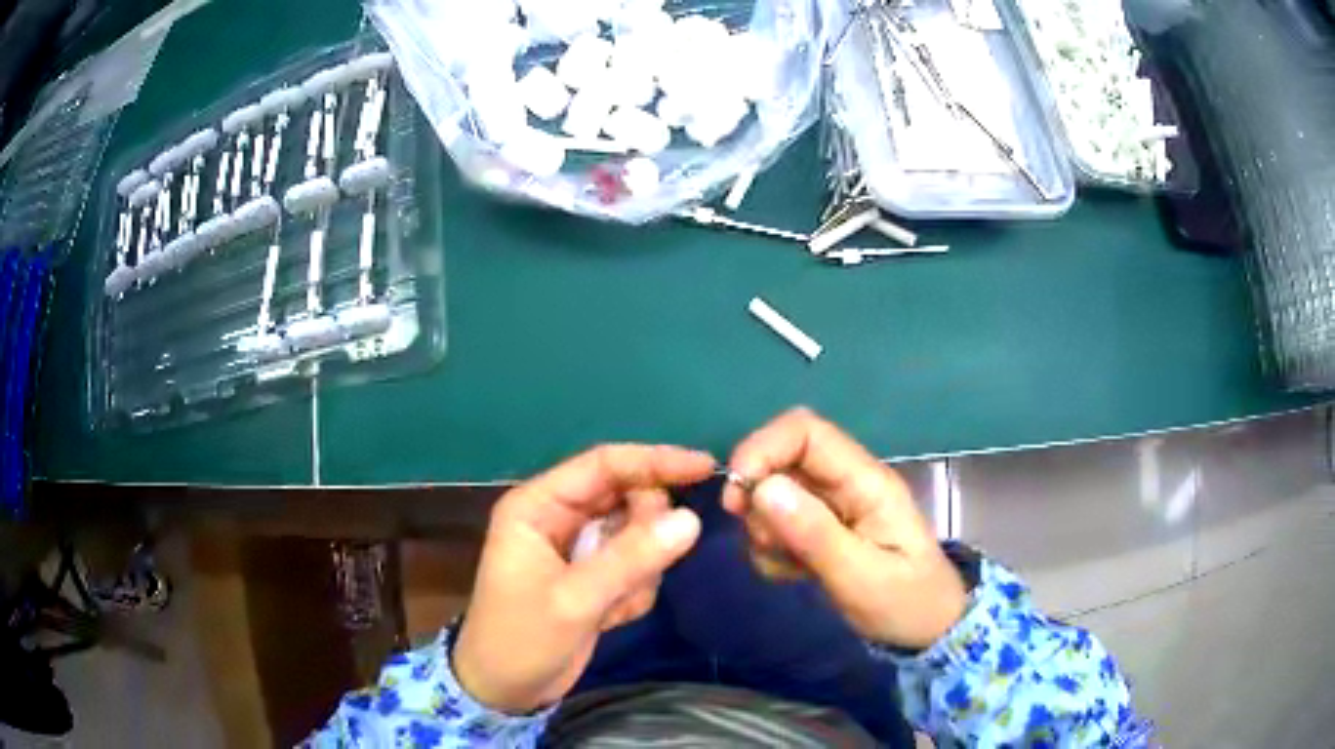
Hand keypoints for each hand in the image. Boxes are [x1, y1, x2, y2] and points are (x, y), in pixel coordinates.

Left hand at [452, 445, 714, 714]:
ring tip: (614, 605)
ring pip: (636, 533)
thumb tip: (691, 520)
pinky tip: (611, 618)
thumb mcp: (575, 600)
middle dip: (646, 531)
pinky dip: (635, 590)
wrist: (505, 691)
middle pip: (625, 496)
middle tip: (648, 568)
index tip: (703, 467)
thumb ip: (631, 559)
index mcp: (538, 506)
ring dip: (640, 570)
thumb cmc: (522, 639)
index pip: (603, 464)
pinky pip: (636, 565)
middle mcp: (558, 517)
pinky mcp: (593, 575)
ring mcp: (578, 548)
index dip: (654, 461)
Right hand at [723, 408, 966, 649]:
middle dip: (757, 493)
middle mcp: (847, 483)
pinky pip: (778, 521)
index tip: (738, 496)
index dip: (762, 449)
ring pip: (775, 490)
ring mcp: (833, 505)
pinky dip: (770, 546)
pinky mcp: (822, 528)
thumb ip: (814, 533)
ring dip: (763, 526)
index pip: (806, 431)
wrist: (926, 630)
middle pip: (783, 456)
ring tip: (786, 564)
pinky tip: (790, 573)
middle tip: (759, 538)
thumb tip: (762, 487)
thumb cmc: (905, 603)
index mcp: (866, 481)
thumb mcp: (861, 576)